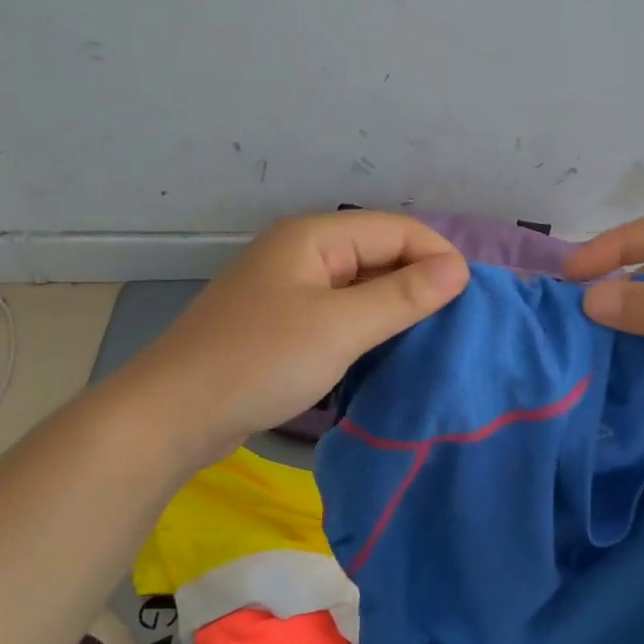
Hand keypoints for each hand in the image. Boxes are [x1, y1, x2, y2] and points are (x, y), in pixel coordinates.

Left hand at [129, 212, 469, 464]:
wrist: (173, 414)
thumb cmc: (260, 361)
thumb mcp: (340, 327)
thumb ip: (402, 296)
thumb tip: (459, 269)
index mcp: (313, 237)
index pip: (395, 229)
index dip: (437, 256)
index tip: (469, 300)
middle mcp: (301, 253)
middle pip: (378, 253)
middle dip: (419, 282)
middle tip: (456, 323)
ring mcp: (289, 290)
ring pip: (359, 286)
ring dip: (395, 307)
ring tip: (431, 338)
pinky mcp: (282, 325)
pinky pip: (339, 314)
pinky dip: (367, 327)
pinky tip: (387, 352)